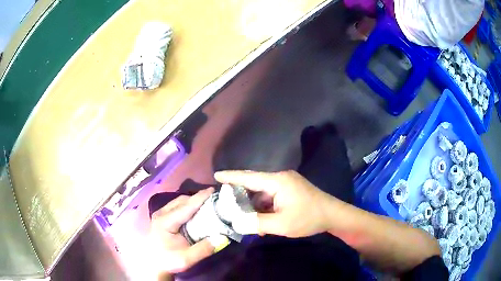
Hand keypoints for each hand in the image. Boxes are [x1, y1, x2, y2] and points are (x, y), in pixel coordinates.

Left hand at [149, 188, 229, 274]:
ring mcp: (160, 214)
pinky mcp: (162, 217)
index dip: (200, 197)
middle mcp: (161, 214)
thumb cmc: (168, 261)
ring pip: (179, 201)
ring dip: (193, 200)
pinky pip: (177, 206)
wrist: (153, 265)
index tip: (214, 190)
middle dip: (198, 197)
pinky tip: (196, 210)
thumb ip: (203, 249)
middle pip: (182, 200)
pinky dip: (188, 205)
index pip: (186, 206)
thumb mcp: (186, 259)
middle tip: (215, 198)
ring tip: (208, 202)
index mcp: (165, 222)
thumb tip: (223, 238)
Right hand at [214, 170, 336, 237]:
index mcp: (277, 181)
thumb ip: (256, 223)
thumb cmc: (308, 218)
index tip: (215, 175)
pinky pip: (272, 198)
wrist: (333, 216)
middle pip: (254, 185)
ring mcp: (287, 184)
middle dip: (240, 196)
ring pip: (263, 194)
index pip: (249, 177)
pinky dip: (264, 208)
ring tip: (244, 220)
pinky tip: (261, 221)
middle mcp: (281, 178)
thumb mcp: (281, 224)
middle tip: (226, 204)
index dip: (231, 177)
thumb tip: (236, 223)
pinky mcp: (291, 191)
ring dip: (254, 206)